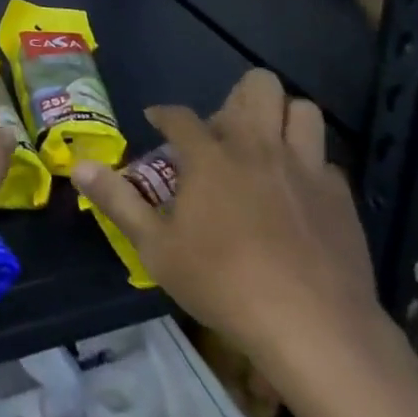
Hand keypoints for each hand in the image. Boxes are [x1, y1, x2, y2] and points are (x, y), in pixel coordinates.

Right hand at [70, 69, 379, 371]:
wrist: (316, 329)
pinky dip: (309, 165)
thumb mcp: (156, 249)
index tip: (157, 121)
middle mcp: (258, 148)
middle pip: (258, 87)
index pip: (180, 116)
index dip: (164, 115)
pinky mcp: (340, 198)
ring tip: (265, 145)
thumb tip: (78, 167)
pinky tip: (297, 192)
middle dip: (238, 96)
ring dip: (282, 117)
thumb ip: (118, 202)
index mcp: (210, 157)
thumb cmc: (224, 285)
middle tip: (223, 131)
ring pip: (303, 110)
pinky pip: (325, 160)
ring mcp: (304, 169)